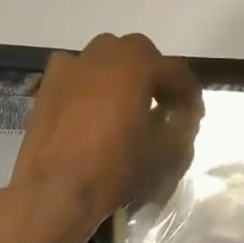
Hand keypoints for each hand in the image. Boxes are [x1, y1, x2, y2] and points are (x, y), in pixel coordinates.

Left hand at [10, 33, 202, 242]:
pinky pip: (79, 71)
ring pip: (107, 56)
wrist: (54, 190)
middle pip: (140, 52)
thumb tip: (184, 114)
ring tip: (128, 103)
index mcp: (137, 67)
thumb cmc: (114, 168)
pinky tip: (94, 108)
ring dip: (124, 72)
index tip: (194, 113)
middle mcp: (104, 55)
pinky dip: (93, 82)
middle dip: (155, 73)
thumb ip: (181, 125)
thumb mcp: (163, 151)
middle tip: (163, 103)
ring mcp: (71, 66)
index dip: (189, 92)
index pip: (175, 71)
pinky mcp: (49, 84)